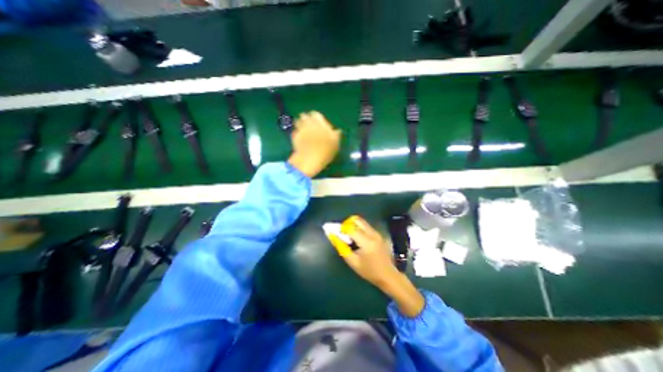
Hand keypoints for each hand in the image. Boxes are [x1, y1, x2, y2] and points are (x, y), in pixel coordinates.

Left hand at [288, 111, 341, 176]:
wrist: (310, 159)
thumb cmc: (325, 150)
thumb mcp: (335, 143)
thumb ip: (336, 135)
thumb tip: (338, 131)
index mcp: (319, 122)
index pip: (315, 114)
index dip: (317, 118)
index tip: (319, 123)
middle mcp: (308, 123)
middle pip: (304, 116)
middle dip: (306, 119)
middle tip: (310, 126)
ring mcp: (299, 130)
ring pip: (298, 122)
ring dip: (300, 124)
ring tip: (304, 131)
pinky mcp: (293, 137)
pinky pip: (295, 132)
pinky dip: (297, 134)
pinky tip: (300, 140)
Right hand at [331, 216, 424, 315]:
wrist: (388, 275)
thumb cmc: (369, 271)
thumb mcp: (353, 262)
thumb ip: (342, 247)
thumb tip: (332, 235)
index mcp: (366, 242)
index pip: (351, 228)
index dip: (341, 228)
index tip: (336, 233)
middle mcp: (373, 234)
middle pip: (357, 220)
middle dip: (347, 224)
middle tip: (343, 233)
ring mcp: (377, 233)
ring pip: (362, 222)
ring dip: (353, 225)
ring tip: (350, 237)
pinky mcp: (379, 234)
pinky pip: (366, 226)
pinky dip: (359, 228)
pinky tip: (358, 239)